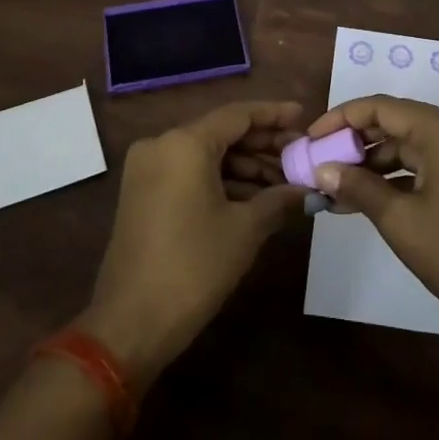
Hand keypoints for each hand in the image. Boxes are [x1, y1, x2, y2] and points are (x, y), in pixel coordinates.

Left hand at [78, 101, 306, 384]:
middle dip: (263, 145)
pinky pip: (190, 173)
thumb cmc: (193, 267)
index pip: (238, 115)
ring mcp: (148, 169)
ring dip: (245, 166)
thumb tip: (308, 189)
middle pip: (222, 133)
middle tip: (300, 156)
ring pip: (207, 155)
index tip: (304, 118)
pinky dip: (222, 181)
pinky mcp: (143, 193)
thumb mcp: (245, 230)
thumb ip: (279, 199)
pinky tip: (255, 198)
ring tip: (285, 183)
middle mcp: (162, 145)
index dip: (275, 115)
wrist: (130, 324)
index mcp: (184, 143)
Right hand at [304, 96, 438, 337]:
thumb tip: (322, 169)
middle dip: (356, 140)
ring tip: (336, 184)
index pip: (383, 108)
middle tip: (321, 161)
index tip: (312, 138)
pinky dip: (397, 175)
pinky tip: (366, 196)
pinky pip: (426, 162)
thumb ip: (358, 186)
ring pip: (411, 144)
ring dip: (374, 161)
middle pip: (398, 121)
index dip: (343, 118)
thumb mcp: (399, 220)